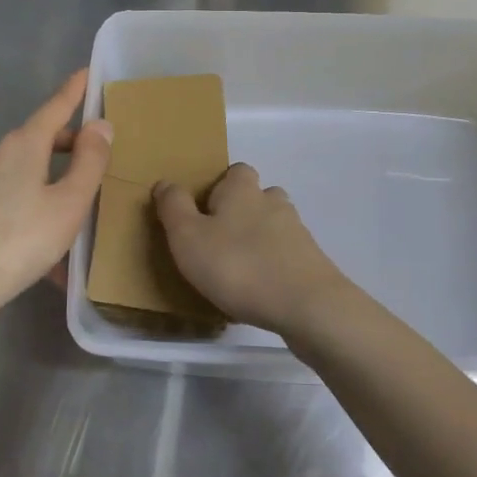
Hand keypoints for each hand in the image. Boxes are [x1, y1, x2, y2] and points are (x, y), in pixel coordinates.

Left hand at [0, 70, 112, 318]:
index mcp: (22, 144)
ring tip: (74, 212)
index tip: (86, 72)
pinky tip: (44, 236)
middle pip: (40, 139)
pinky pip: (9, 192)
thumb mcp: (70, 203)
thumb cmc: (22, 239)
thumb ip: (90, 161)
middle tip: (97, 163)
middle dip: (69, 146)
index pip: (55, 107)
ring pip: (25, 168)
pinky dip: (32, 201)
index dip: (74, 91)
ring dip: (51, 180)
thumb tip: (100, 125)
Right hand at [153, 163, 353, 334]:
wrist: (306, 305)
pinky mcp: (311, 261)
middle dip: (239, 214)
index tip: (202, 212)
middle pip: (256, 197)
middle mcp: (273, 202)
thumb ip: (174, 207)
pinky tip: (259, 290)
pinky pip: (285, 255)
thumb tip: (165, 182)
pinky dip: (272, 266)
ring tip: (236, 269)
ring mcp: (297, 231)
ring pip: (272, 226)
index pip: (234, 171)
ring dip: (256, 241)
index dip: (218, 187)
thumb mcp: (188, 237)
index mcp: (242, 189)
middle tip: (216, 242)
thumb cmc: (238, 266)